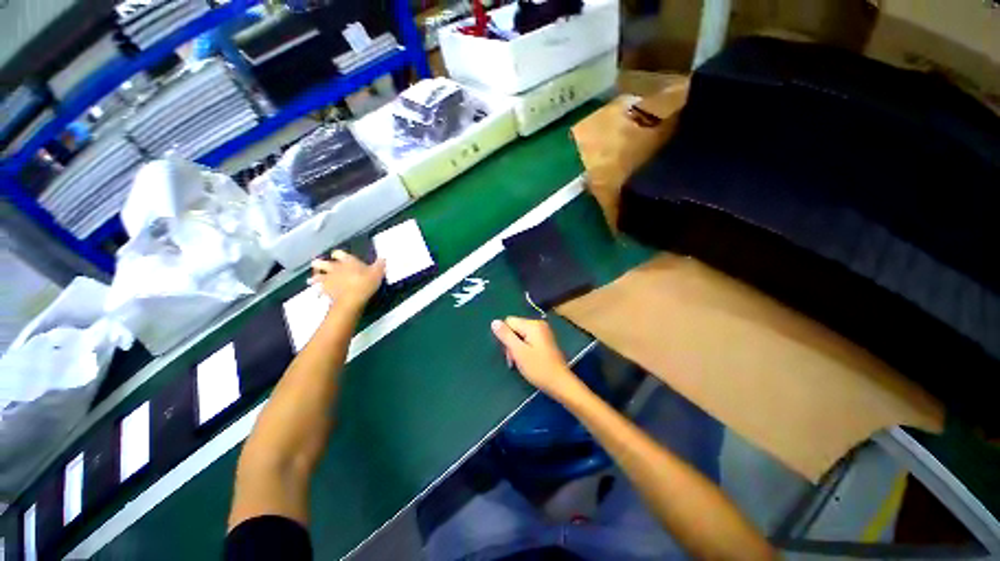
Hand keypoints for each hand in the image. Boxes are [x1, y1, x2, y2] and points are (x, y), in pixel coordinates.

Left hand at [310, 250, 384, 312]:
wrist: (352, 299)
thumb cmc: (366, 283)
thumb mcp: (378, 272)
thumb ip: (380, 264)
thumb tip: (383, 258)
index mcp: (348, 261)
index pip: (339, 253)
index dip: (338, 254)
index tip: (337, 255)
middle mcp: (335, 268)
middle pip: (323, 263)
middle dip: (320, 264)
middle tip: (317, 264)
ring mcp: (329, 280)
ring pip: (318, 276)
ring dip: (315, 277)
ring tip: (312, 280)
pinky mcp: (326, 291)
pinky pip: (319, 290)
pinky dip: (319, 291)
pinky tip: (318, 293)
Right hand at [491, 317, 578, 398]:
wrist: (560, 383)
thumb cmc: (538, 368)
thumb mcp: (519, 352)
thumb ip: (505, 335)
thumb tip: (494, 322)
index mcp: (532, 325)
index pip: (509, 322)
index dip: (505, 336)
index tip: (510, 353)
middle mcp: (538, 324)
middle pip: (515, 328)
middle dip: (511, 343)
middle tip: (514, 360)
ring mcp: (542, 332)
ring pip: (520, 335)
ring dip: (516, 348)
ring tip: (519, 362)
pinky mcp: (544, 340)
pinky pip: (528, 339)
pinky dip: (524, 349)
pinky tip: (526, 360)